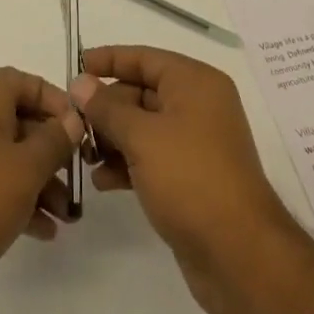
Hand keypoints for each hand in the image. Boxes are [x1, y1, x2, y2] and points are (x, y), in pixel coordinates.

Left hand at [0, 67, 83, 313]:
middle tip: (79, 180)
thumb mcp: (25, 168)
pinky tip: (43, 232)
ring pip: (10, 158)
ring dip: (41, 182)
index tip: (79, 131)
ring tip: (68, 217)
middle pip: (21, 122)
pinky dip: (19, 202)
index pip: (25, 82)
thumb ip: (54, 141)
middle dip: (53, 150)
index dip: (55, 101)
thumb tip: (72, 119)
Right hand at [72, 45, 297, 313]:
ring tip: (84, 156)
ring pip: (144, 127)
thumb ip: (106, 108)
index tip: (75, 66)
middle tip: (74, 124)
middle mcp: (198, 105)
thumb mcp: (142, 137)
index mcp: (195, 83)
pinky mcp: (191, 177)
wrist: (239, 255)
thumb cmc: (190, 179)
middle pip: (141, 92)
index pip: (144, 58)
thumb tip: (80, 82)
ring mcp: (196, 143)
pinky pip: (151, 157)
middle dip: (107, 107)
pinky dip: (127, 163)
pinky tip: (102, 181)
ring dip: (112, 138)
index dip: (109, 59)